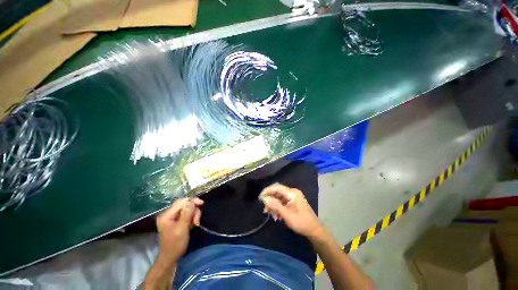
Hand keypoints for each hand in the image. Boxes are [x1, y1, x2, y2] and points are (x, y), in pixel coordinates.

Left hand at [155, 198, 203, 266]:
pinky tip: (193, 225)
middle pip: (185, 205)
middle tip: (197, 221)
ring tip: (195, 224)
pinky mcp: (177, 221)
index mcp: (167, 215)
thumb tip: (191, 201)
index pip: (181, 202)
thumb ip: (187, 214)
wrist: (170, 258)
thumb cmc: (175, 244)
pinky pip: (187, 215)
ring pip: (187, 210)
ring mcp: (173, 218)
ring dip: (194, 215)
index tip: (201, 203)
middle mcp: (169, 214)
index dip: (192, 201)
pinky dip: (192, 218)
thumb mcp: (182, 228)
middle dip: (193, 210)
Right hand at [259, 183, 323, 237]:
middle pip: (277, 192)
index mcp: (292, 193)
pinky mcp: (293, 203)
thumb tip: (264, 198)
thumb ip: (275, 205)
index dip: (267, 191)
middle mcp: (292, 192)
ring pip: (279, 198)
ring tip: (269, 214)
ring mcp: (293, 197)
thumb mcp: (286, 214)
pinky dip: (278, 208)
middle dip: (270, 199)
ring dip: (273, 205)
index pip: (276, 187)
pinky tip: (276, 216)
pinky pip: (283, 202)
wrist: (314, 231)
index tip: (260, 198)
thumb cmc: (301, 222)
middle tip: (264, 209)